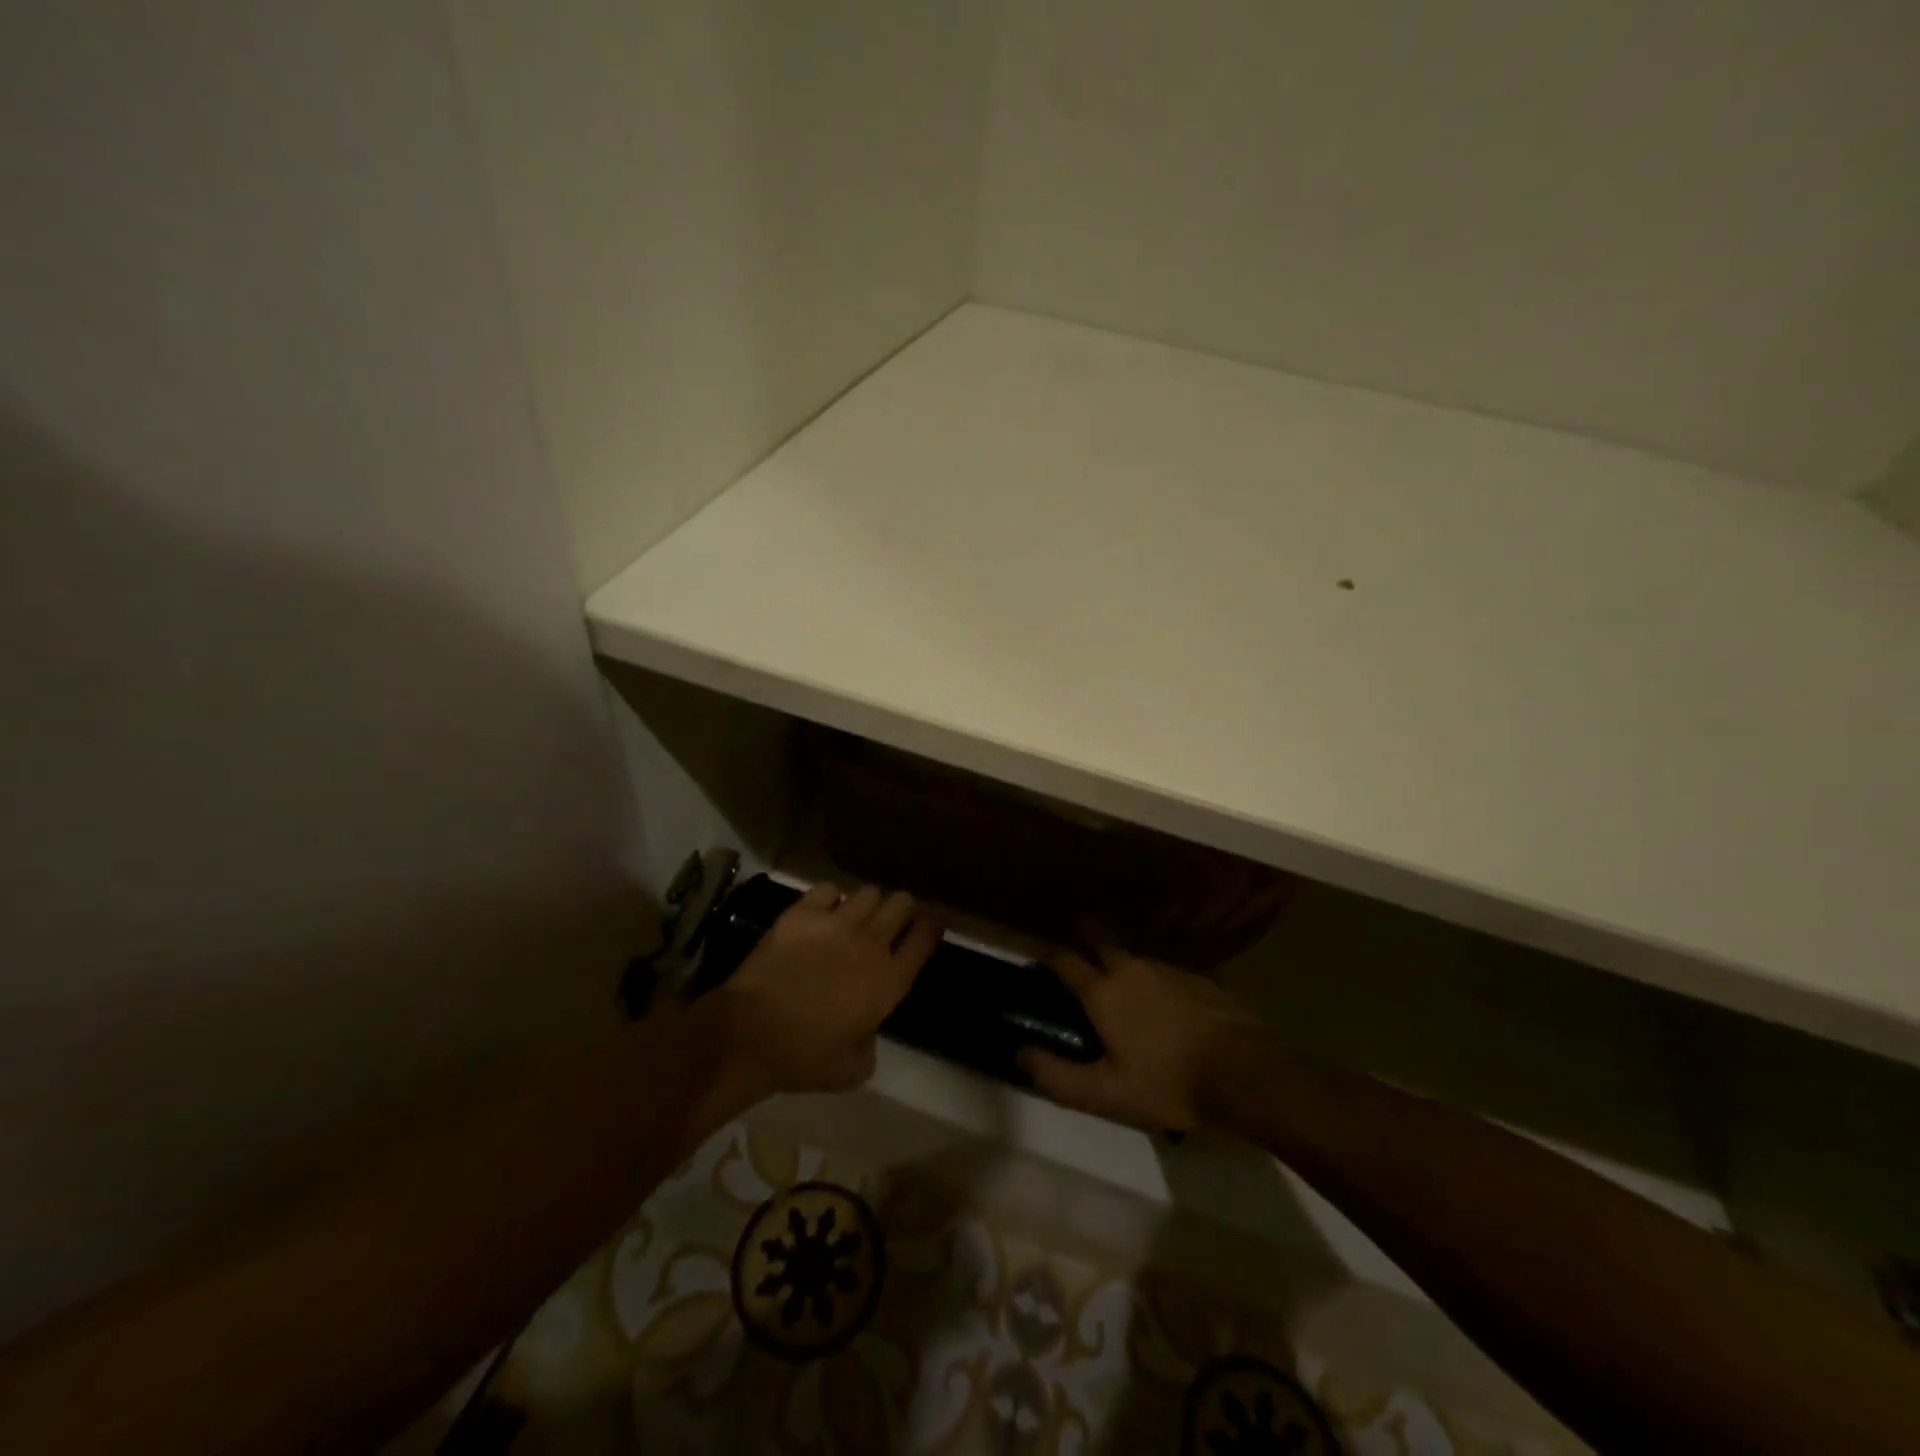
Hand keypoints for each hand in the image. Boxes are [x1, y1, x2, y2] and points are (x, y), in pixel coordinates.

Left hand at [717, 882, 942, 1095]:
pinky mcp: (803, 913)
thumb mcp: (851, 1069)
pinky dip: (829, 898)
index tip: (932, 923)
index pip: (924, 939)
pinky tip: (822, 911)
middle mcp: (871, 943)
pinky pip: (828, 889)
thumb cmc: (804, 1058)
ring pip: (868, 892)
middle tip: (893, 917)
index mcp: (889, 981)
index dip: (931, 927)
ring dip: (868, 903)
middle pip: (901, 904)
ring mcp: (837, 923)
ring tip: (857, 914)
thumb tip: (866, 1031)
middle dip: (902, 908)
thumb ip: (869, 1046)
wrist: (751, 1034)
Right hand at [1017, 942, 1255, 1132]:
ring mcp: (1167, 968)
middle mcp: (1130, 968)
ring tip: (1120, 988)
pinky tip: (1161, 1005)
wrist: (1242, 1072)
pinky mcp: (1196, 977)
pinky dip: (1152, 980)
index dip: (1047, 959)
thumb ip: (1057, 1075)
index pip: (1064, 960)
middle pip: (1099, 939)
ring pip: (1132, 956)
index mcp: (1103, 991)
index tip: (1038, 964)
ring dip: (1119, 963)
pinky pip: (1162, 970)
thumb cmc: (1166, 1082)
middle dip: (1082, 938)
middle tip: (1077, 956)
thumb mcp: (1105, 1093)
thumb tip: (1019, 1052)